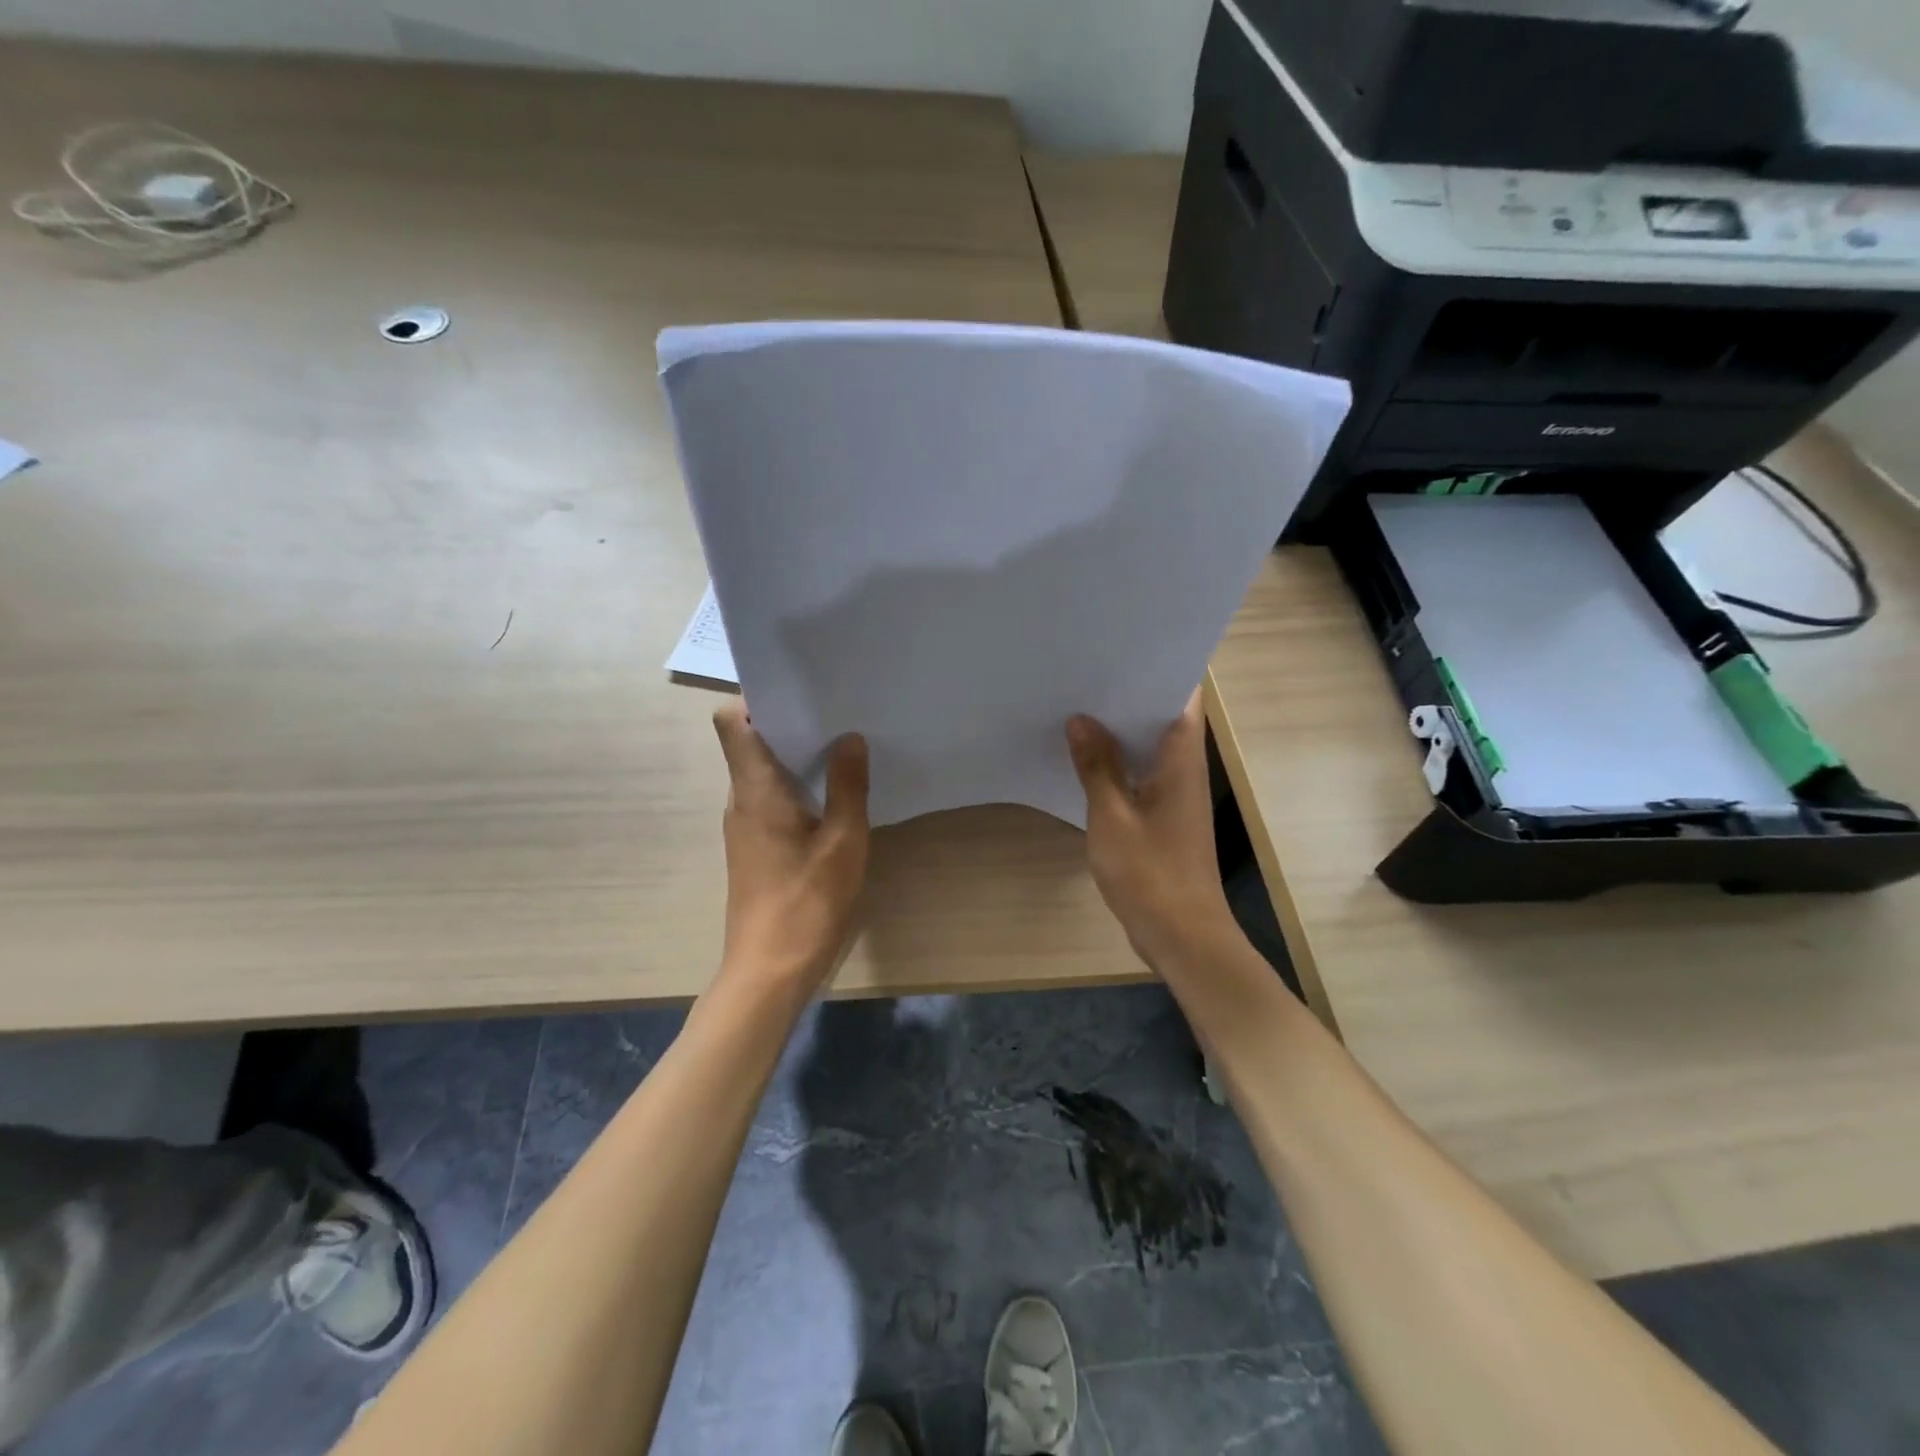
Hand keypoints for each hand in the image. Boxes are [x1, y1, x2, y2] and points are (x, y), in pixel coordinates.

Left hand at [712, 700, 870, 992]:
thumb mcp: (843, 840)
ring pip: (763, 773)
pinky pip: (770, 800)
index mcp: (755, 788)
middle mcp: (741, 800)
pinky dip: (796, 788)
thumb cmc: (807, 901)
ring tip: (842, 749)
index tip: (801, 694)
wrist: (769, 971)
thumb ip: (847, 785)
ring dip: (795, 758)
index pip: (732, 722)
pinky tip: (832, 799)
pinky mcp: (755, 848)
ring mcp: (744, 826)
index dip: (758, 700)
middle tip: (838, 715)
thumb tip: (849, 737)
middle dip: (790, 725)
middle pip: (751, 743)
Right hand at [1067, 692, 1236, 968]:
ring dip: (1121, 730)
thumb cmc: (1150, 872)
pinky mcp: (1165, 815)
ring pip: (1151, 746)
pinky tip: (1085, 759)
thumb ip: (1097, 766)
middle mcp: (1186, 768)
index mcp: (1182, 759)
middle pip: (1163, 716)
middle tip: (1085, 674)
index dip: (1157, 668)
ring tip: (1078, 706)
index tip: (1120, 649)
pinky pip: (1143, 773)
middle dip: (1128, 695)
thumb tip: (1080, 719)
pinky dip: (1119, 762)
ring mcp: (1177, 793)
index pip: (1183, 695)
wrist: (1181, 934)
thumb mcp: (1112, 816)